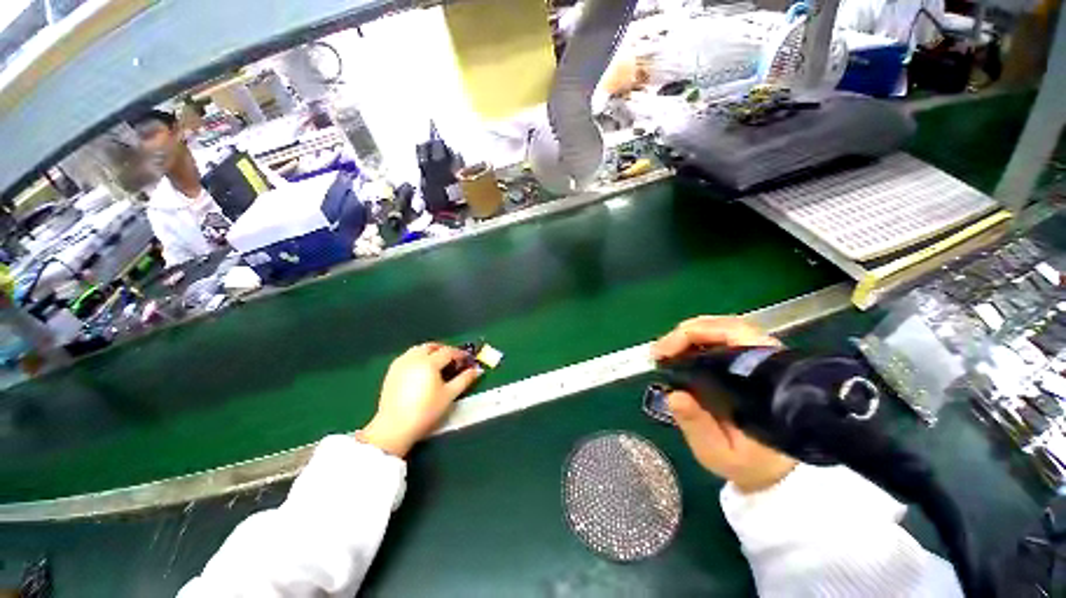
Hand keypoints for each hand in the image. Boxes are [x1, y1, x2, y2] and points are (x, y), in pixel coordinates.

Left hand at [360, 343, 480, 457]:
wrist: (394, 427)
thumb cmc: (426, 411)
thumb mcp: (449, 395)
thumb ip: (464, 379)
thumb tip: (477, 370)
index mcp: (429, 362)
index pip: (448, 351)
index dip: (459, 354)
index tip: (467, 359)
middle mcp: (414, 358)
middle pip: (431, 346)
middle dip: (444, 350)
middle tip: (453, 359)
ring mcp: (401, 364)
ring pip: (418, 349)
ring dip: (430, 351)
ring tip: (437, 363)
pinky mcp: (391, 371)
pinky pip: (407, 356)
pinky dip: (417, 357)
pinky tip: (421, 369)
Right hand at [652, 316, 795, 493]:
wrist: (778, 471)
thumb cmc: (751, 463)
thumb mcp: (721, 454)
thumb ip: (698, 427)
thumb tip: (674, 395)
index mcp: (763, 379)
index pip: (731, 335)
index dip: (692, 336)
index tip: (664, 353)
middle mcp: (765, 360)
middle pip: (725, 326)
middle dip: (685, 334)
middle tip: (659, 352)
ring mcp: (759, 358)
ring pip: (722, 329)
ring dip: (688, 335)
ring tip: (665, 352)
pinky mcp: (750, 362)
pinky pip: (721, 340)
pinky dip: (695, 341)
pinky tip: (679, 354)